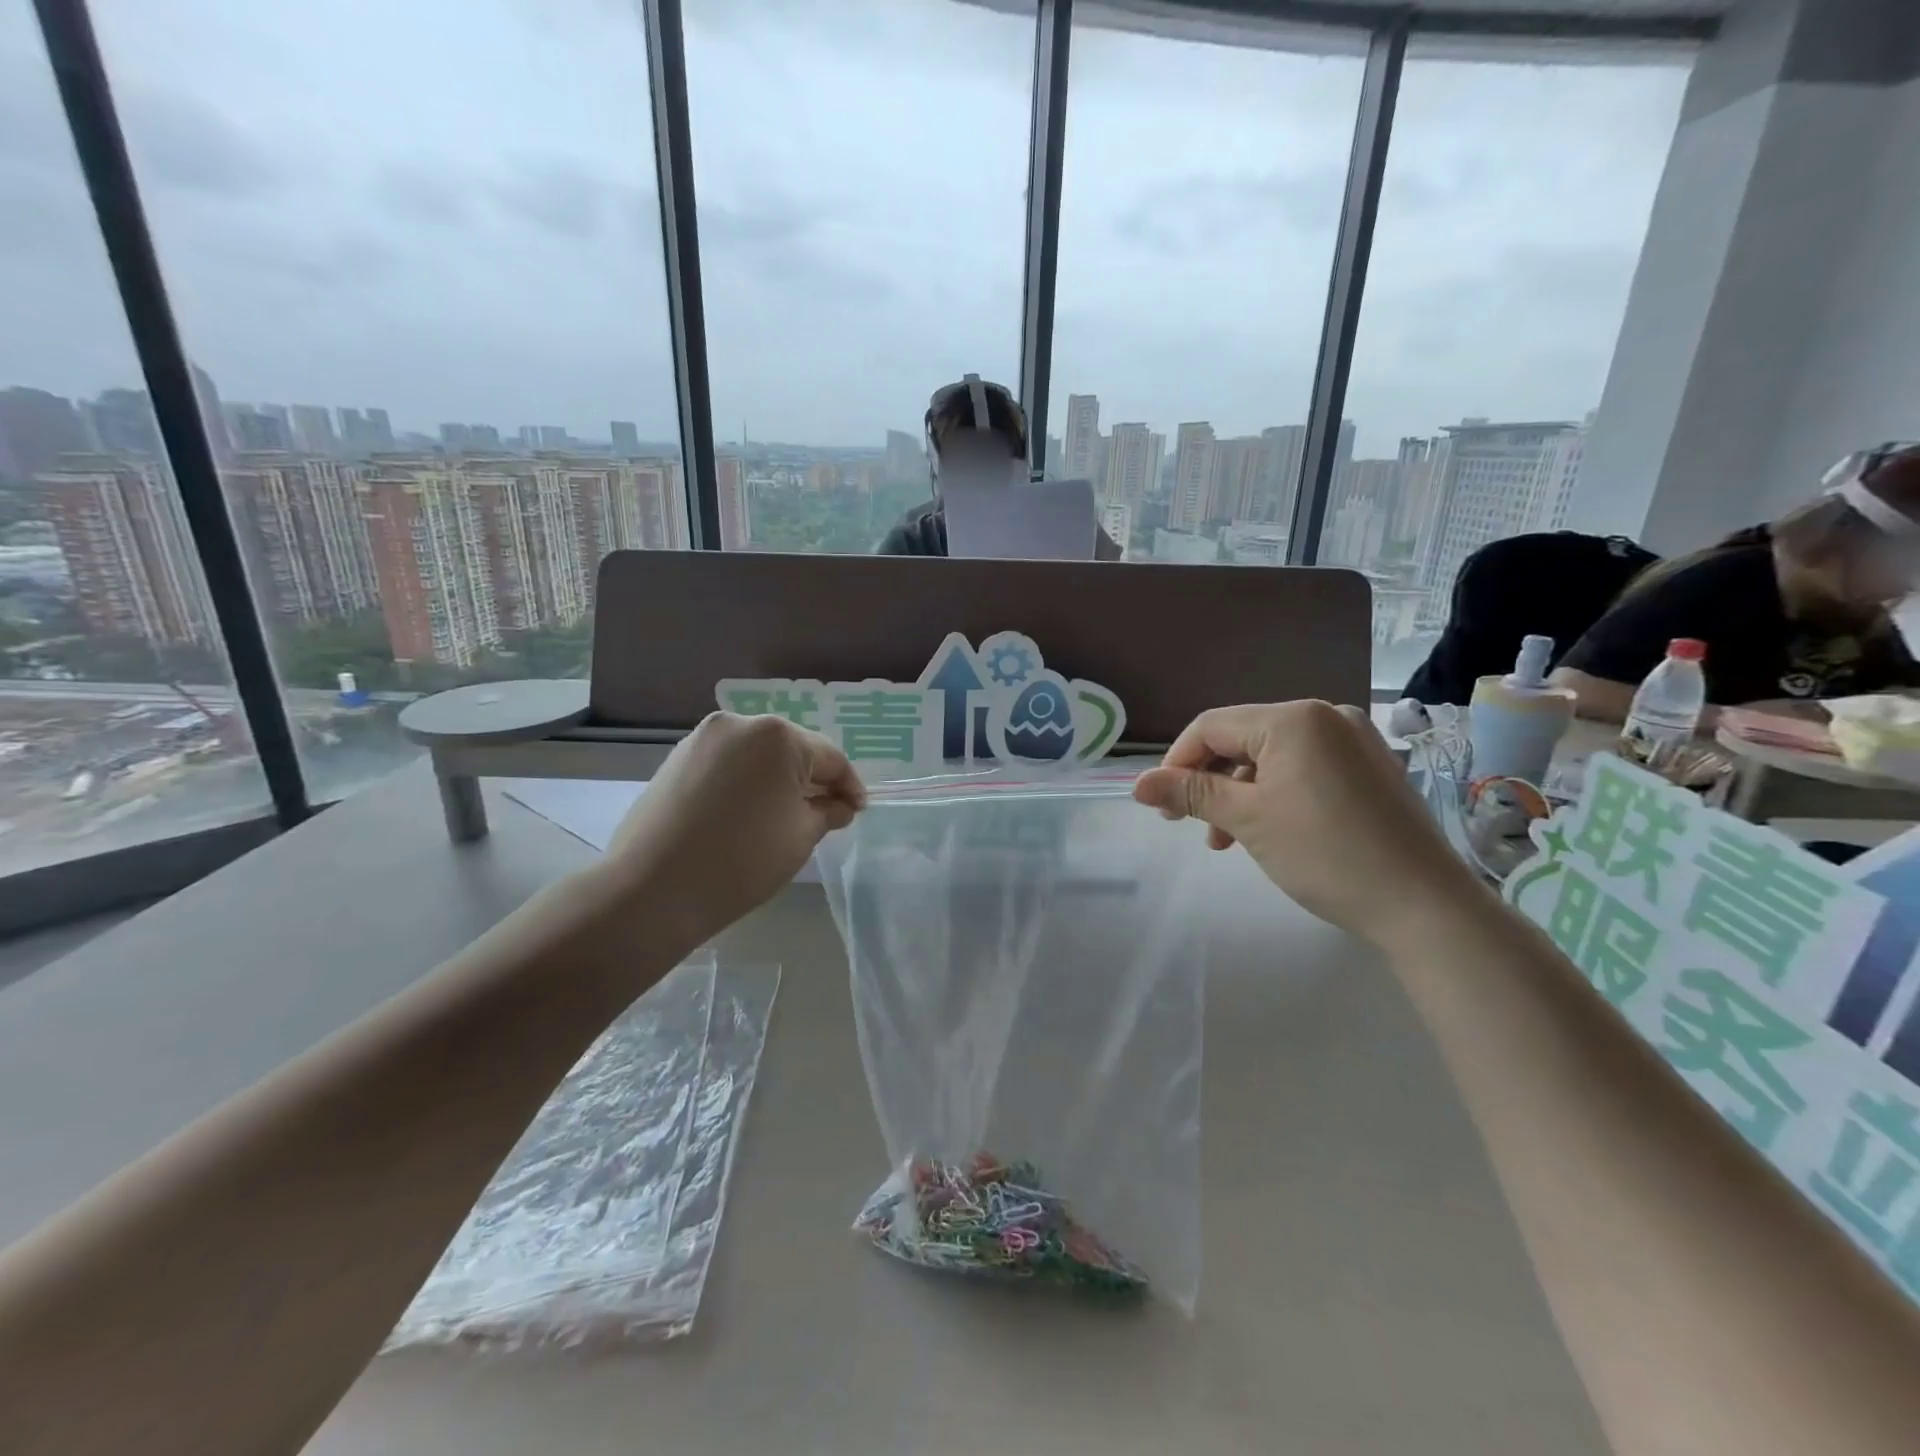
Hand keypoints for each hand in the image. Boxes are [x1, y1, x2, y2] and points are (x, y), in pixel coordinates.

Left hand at [597, 712, 865, 948]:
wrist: (652, 889)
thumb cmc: (742, 860)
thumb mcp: (801, 836)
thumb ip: (828, 811)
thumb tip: (840, 805)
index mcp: (778, 736)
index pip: (830, 757)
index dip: (849, 786)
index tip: (858, 811)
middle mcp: (740, 724)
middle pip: (793, 750)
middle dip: (813, 780)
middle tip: (828, 813)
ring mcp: (703, 738)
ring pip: (758, 756)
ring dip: (778, 780)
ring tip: (788, 814)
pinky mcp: (677, 758)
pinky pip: (729, 763)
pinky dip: (747, 782)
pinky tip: (750, 812)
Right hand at [1132, 701, 1479, 946]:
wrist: (1424, 905)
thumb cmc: (1325, 854)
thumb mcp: (1247, 820)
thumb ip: (1191, 793)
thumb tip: (1137, 783)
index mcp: (1293, 718)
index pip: (1211, 726)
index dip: (1176, 762)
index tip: (1160, 806)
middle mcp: (1325, 716)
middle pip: (1241, 739)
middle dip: (1208, 780)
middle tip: (1186, 823)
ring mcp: (1353, 740)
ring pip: (1271, 757)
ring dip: (1238, 793)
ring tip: (1225, 839)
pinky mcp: (1370, 768)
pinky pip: (1303, 768)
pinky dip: (1274, 794)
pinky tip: (1266, 829)